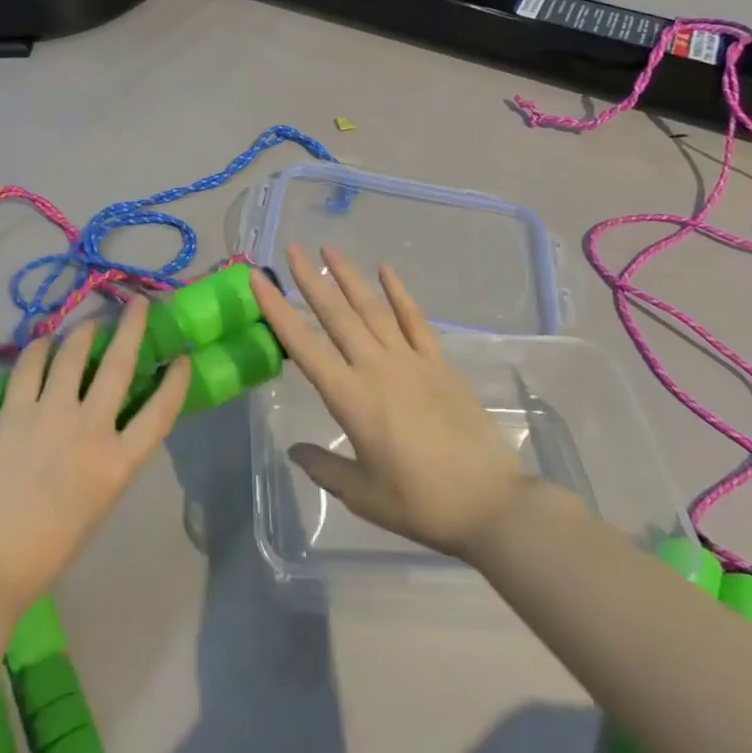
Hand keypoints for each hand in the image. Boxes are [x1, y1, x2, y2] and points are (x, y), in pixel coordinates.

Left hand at [0, 300, 190, 615]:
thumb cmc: (48, 549)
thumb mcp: (98, 504)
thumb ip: (108, 461)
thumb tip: (106, 426)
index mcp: (119, 463)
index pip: (161, 411)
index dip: (175, 381)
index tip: (181, 358)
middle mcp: (91, 429)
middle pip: (120, 365)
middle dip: (133, 328)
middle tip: (138, 302)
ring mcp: (51, 413)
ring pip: (74, 354)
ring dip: (85, 331)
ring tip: (89, 323)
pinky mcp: (15, 410)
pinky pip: (31, 365)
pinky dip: (40, 347)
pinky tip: (45, 342)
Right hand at [251, 245, 528, 562]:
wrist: (491, 504)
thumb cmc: (421, 503)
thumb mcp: (363, 495)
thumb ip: (325, 468)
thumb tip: (295, 450)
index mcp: (351, 398)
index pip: (304, 346)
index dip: (278, 311)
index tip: (260, 280)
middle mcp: (376, 368)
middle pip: (337, 316)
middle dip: (311, 281)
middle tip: (292, 249)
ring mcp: (411, 361)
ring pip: (373, 309)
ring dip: (349, 277)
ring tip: (329, 249)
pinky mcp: (439, 364)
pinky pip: (415, 319)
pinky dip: (399, 292)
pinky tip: (385, 270)